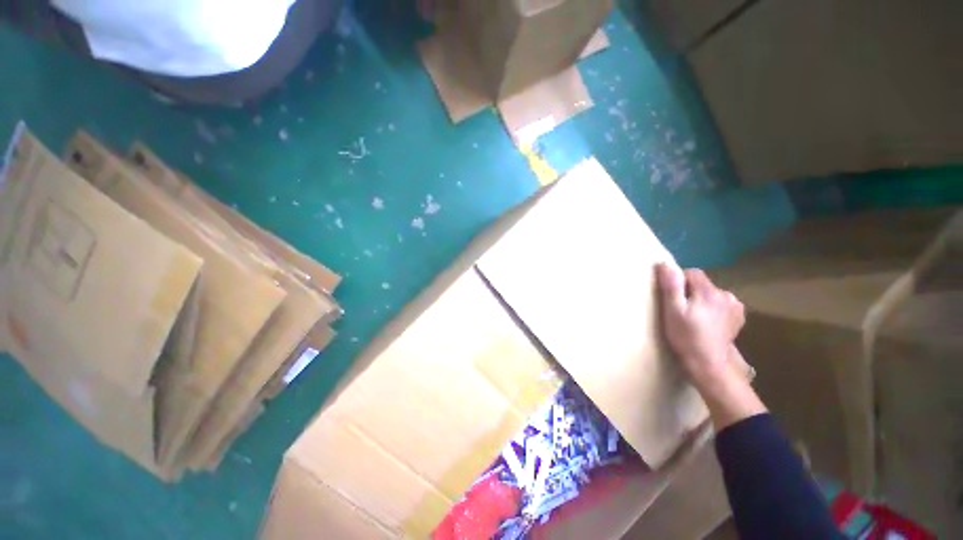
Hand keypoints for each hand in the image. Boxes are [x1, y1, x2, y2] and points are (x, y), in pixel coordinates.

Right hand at [656, 263, 744, 390]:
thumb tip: (665, 263)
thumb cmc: (686, 336)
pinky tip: (708, 322)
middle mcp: (727, 295)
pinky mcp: (738, 317)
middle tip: (682, 310)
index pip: (692, 273)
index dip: (679, 282)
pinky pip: (721, 303)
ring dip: (702, 300)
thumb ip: (671, 286)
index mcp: (709, 292)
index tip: (673, 298)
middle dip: (691, 292)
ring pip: (711, 294)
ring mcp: (735, 307)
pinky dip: (713, 308)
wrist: (708, 364)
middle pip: (702, 284)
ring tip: (695, 317)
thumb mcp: (672, 311)